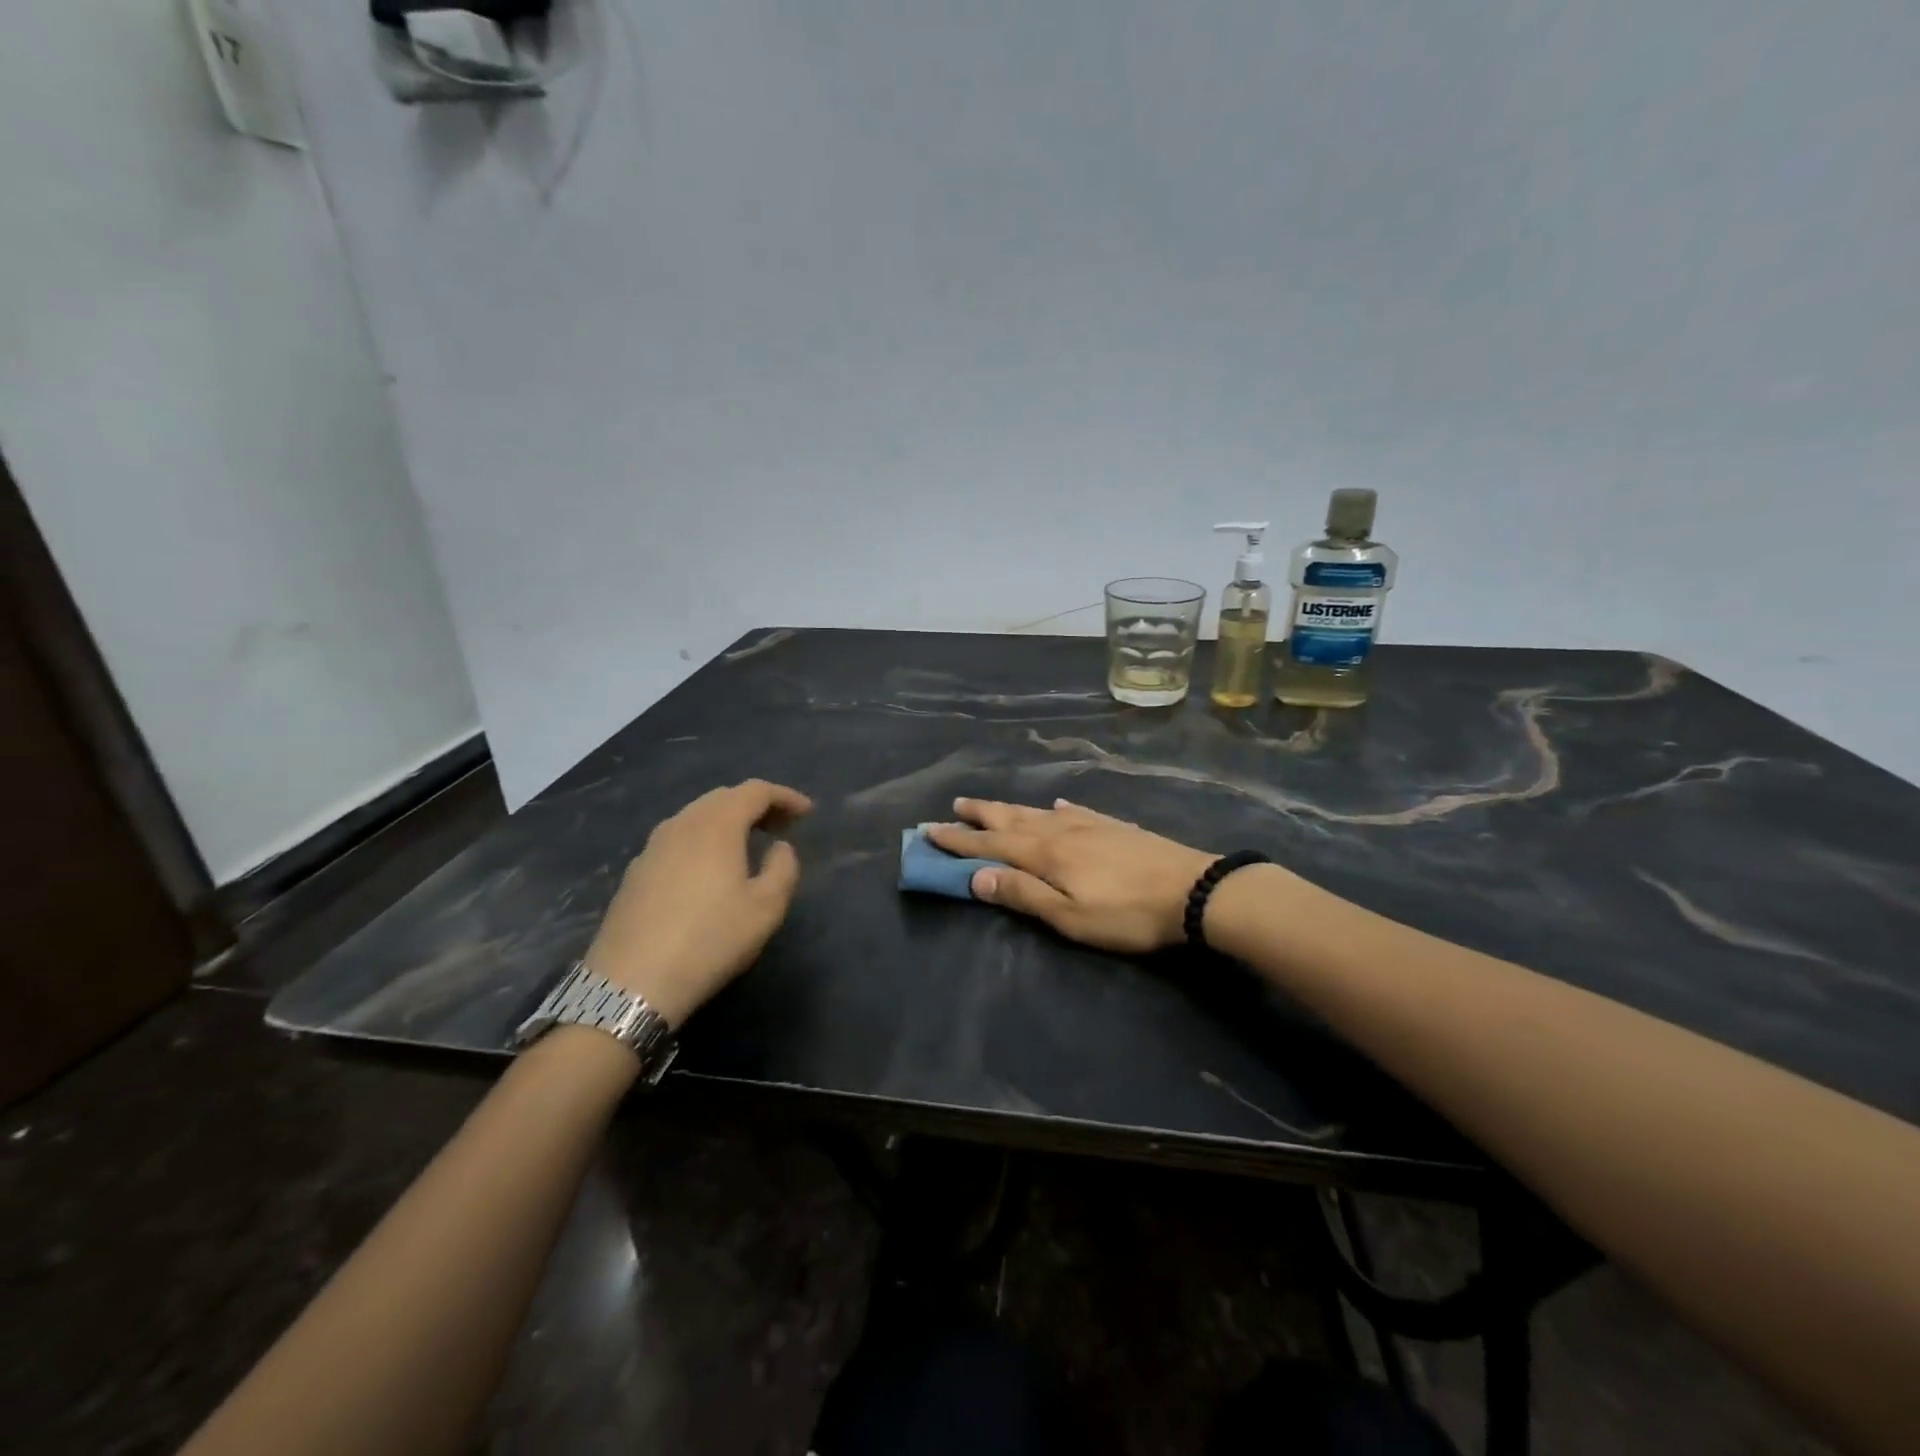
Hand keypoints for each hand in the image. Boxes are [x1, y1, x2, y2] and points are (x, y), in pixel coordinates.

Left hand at [585, 780, 812, 1028]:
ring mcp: (652, 847)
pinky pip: (677, 839)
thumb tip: (779, 847)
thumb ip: (783, 868)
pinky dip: (703, 840)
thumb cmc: (710, 940)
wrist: (632, 983)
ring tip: (749, 844)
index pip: (755, 791)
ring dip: (727, 821)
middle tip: (781, 826)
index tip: (808, 812)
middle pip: (723, 798)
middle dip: (756, 805)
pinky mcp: (636, 872)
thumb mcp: (766, 908)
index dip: (785, 797)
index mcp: (717, 825)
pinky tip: (709, 869)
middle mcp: (682, 824)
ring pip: (696, 816)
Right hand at [927, 797, 1218, 952]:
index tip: (929, 830)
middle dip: (979, 815)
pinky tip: (1055, 804)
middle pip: (1011, 819)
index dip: (958, 839)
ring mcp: (1088, 823)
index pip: (990, 844)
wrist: (1193, 890)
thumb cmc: (1126, 913)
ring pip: (1037, 811)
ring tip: (990, 804)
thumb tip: (976, 877)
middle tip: (953, 806)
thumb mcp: (1070, 916)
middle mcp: (1059, 830)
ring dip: (1009, 808)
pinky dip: (1056, 807)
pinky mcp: (1112, 825)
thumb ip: (1023, 894)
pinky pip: (1073, 810)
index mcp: (1044, 854)